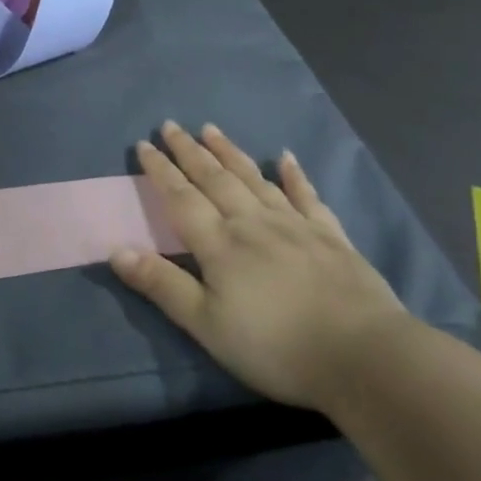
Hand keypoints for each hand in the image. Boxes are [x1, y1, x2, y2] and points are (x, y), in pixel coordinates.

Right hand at [111, 122, 409, 412]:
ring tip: (211, 129)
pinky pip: (307, 196)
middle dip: (190, 151)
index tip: (144, 144)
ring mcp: (294, 224)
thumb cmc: (276, 347)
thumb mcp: (207, 326)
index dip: (160, 170)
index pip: (181, 197)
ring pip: (254, 178)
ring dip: (230, 153)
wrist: (363, 356)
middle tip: (171, 125)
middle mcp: (252, 222)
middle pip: (215, 178)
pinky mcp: (330, 236)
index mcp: (220, 243)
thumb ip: (162, 285)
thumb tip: (116, 249)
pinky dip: (295, 175)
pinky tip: (287, 157)